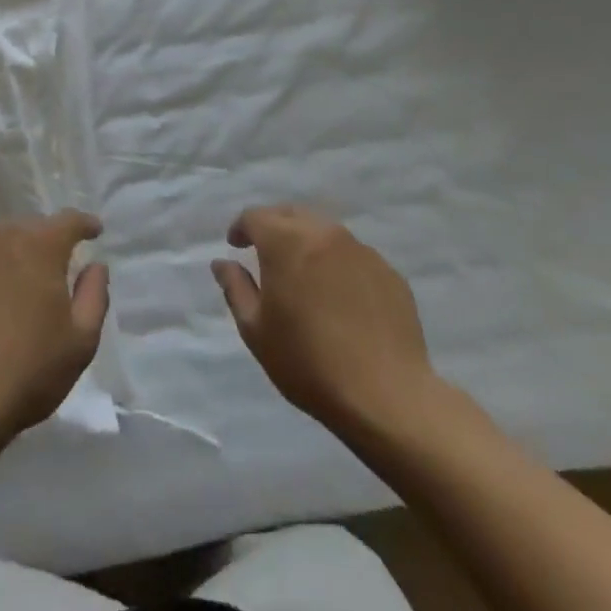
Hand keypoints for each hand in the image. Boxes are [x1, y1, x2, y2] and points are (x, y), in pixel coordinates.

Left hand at [0, 210, 109, 440]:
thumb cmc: (25, 373)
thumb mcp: (80, 342)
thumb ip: (94, 295)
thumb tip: (95, 266)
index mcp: (39, 246)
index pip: (68, 221)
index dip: (84, 225)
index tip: (93, 231)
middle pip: (28, 228)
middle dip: (43, 242)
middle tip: (50, 270)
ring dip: (6, 255)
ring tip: (10, 285)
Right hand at [212, 204, 445, 440]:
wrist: (387, 397)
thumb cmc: (309, 363)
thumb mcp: (256, 331)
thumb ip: (235, 288)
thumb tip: (222, 263)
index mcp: (286, 242)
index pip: (256, 216)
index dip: (241, 228)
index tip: (236, 246)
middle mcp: (324, 233)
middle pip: (291, 214)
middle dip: (273, 227)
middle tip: (266, 253)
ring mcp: (361, 250)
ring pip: (325, 231)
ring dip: (307, 242)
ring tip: (304, 274)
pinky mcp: (388, 272)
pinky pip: (353, 256)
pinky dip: (338, 264)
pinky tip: (339, 296)